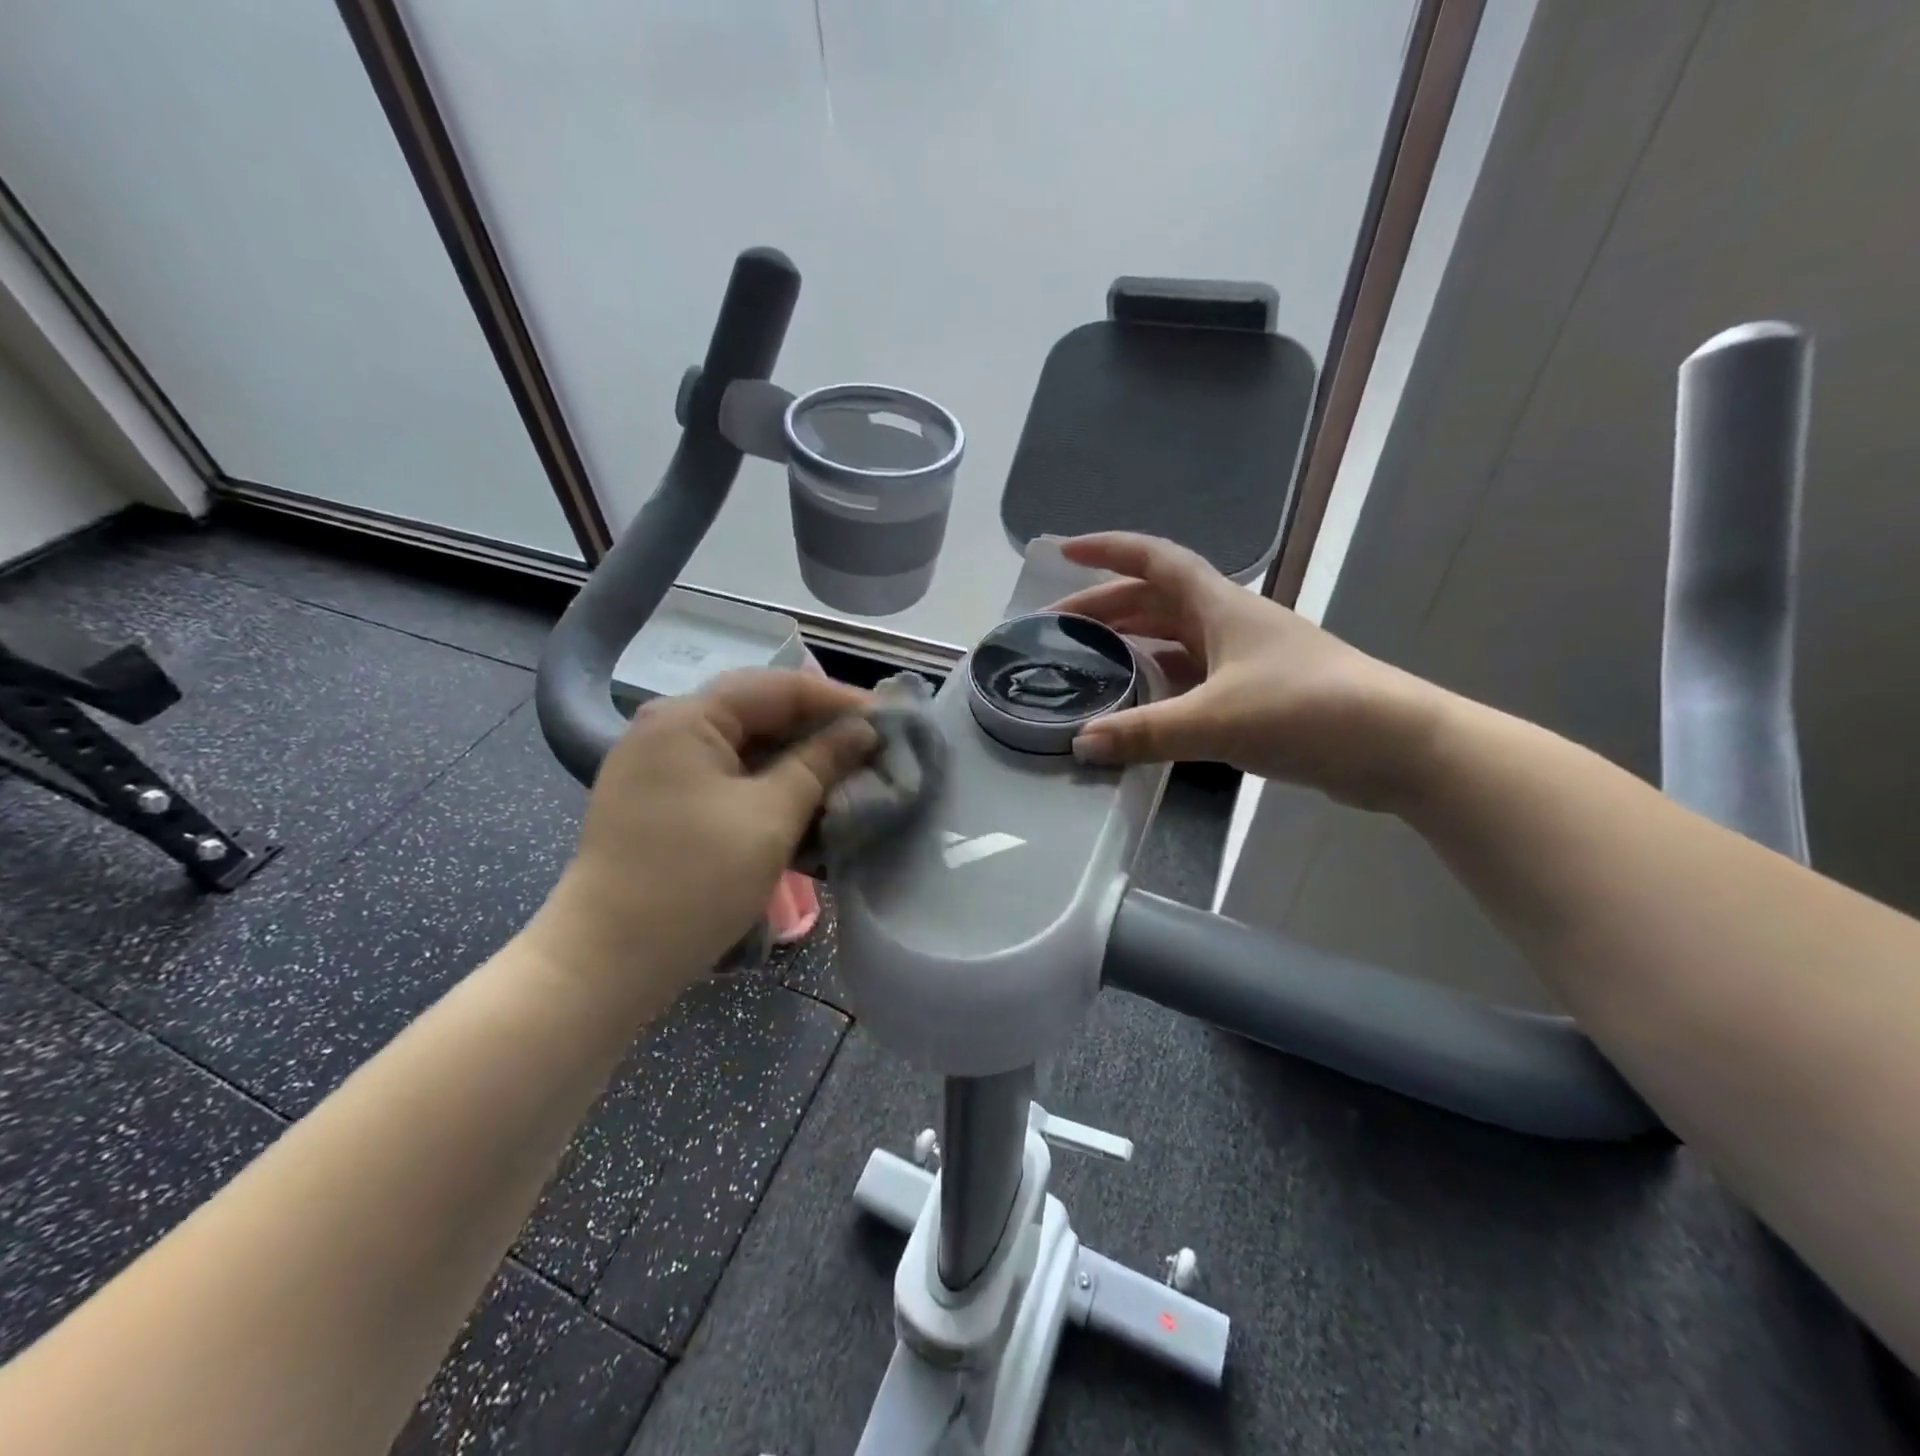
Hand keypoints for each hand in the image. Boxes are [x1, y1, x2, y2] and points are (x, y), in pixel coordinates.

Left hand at [528, 670, 876, 1006]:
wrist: (608, 962)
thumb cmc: (694, 882)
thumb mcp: (770, 817)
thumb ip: (820, 763)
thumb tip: (864, 730)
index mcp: (687, 717)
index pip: (778, 686)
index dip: (839, 700)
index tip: (890, 721)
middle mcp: (668, 728)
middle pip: (759, 712)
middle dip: (820, 730)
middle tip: (874, 748)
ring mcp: (660, 766)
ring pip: (745, 746)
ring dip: (797, 760)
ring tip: (848, 775)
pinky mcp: (662, 801)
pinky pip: (727, 776)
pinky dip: (768, 785)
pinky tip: (804, 802)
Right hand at [1051, 533, 1445, 809]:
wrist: (1396, 744)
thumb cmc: (1306, 710)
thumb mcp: (1216, 720)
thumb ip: (1144, 732)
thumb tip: (1080, 744)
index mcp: (1220, 607)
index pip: (1154, 561)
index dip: (1108, 550)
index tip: (1064, 551)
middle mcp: (1229, 623)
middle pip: (1156, 600)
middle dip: (1106, 607)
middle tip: (1059, 629)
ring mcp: (1245, 658)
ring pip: (1175, 639)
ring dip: (1132, 644)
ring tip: (1089, 663)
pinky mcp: (1256, 693)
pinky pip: (1193, 676)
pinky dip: (1160, 683)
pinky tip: (1140, 705)